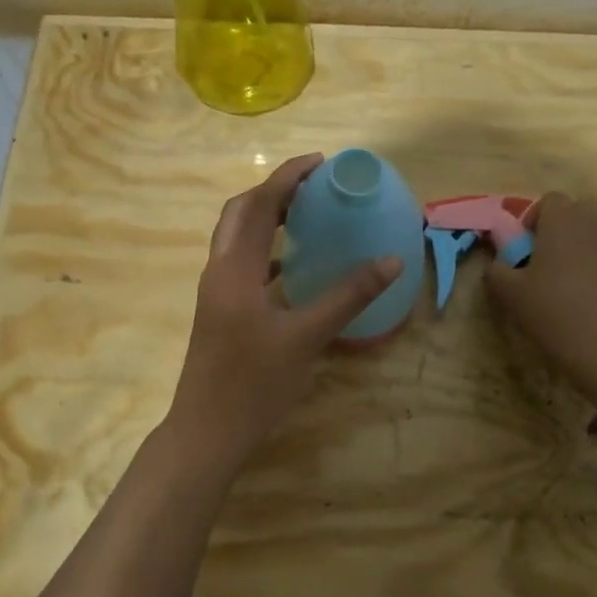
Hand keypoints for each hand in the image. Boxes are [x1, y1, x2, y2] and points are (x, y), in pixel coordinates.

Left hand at [165, 154, 399, 472]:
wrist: (206, 433)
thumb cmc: (254, 384)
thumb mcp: (307, 338)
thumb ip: (348, 296)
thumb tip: (391, 260)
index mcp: (235, 269)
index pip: (258, 205)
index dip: (288, 178)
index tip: (320, 162)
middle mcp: (220, 272)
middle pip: (240, 213)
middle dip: (274, 192)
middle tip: (313, 187)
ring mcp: (216, 293)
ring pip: (237, 239)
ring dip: (266, 219)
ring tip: (306, 215)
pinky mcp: (220, 313)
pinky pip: (243, 266)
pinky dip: (267, 253)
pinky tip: (294, 267)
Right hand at [484, 192, 596, 402]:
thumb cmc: (556, 311)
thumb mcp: (511, 294)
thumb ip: (496, 272)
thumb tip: (496, 265)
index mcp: (562, 219)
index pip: (549, 200)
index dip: (533, 220)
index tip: (524, 248)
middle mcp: (595, 221)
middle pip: (577, 210)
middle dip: (561, 228)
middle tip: (545, 260)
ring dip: (582, 245)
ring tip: (567, 278)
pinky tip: (589, 296)